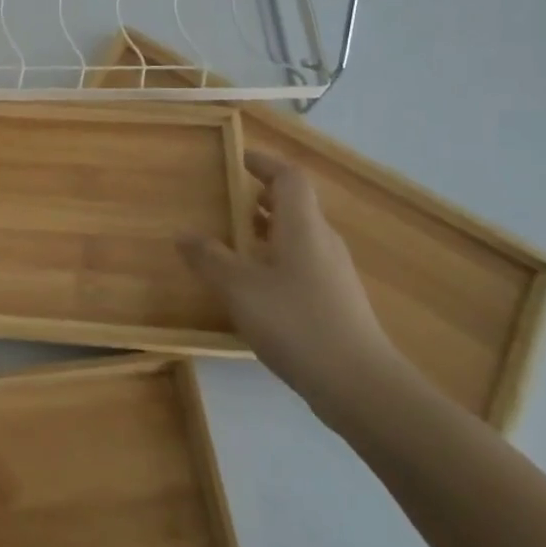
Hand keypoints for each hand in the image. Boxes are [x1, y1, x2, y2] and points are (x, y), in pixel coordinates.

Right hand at [179, 146, 404, 416]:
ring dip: (270, 230)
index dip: (265, 164)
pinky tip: (257, 287)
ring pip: (300, 236)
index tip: (239, 159)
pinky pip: (304, 263)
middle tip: (230, 202)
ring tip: (237, 242)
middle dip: (263, 198)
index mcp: (303, 226)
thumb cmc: (297, 323)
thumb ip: (210, 259)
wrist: (361, 387)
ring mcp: (335, 274)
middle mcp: (323, 242)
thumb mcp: (239, 289)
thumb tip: (183, 234)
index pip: (289, 178)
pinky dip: (279, 259)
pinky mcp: (338, 302)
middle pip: (296, 205)